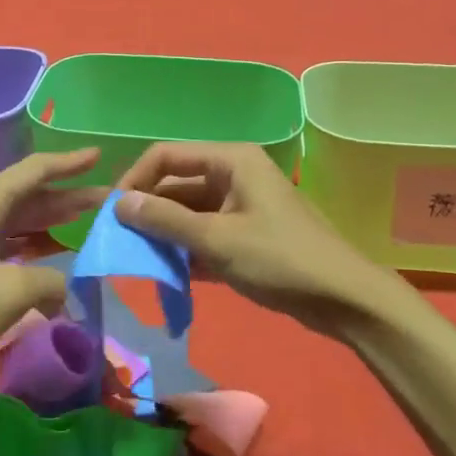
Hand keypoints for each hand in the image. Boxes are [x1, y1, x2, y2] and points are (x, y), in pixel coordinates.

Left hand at [0, 149, 105, 393]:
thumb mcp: (10, 291)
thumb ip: (51, 281)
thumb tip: (66, 288)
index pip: (35, 171)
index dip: (69, 163)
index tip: (99, 156)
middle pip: (29, 194)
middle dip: (68, 195)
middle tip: (107, 200)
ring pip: (18, 220)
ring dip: (51, 220)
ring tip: (86, 221)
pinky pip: (7, 242)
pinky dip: (33, 246)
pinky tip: (51, 257)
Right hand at [115, 142, 408, 338]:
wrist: (343, 299)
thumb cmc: (280, 259)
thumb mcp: (216, 239)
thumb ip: (165, 220)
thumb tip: (118, 203)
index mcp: (231, 161)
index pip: (166, 156)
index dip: (134, 180)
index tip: (111, 214)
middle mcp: (234, 174)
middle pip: (177, 183)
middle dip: (148, 211)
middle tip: (120, 242)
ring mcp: (242, 205)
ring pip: (189, 212)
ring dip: (165, 234)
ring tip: (138, 261)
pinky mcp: (247, 234)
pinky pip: (205, 233)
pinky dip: (186, 250)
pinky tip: (167, 275)